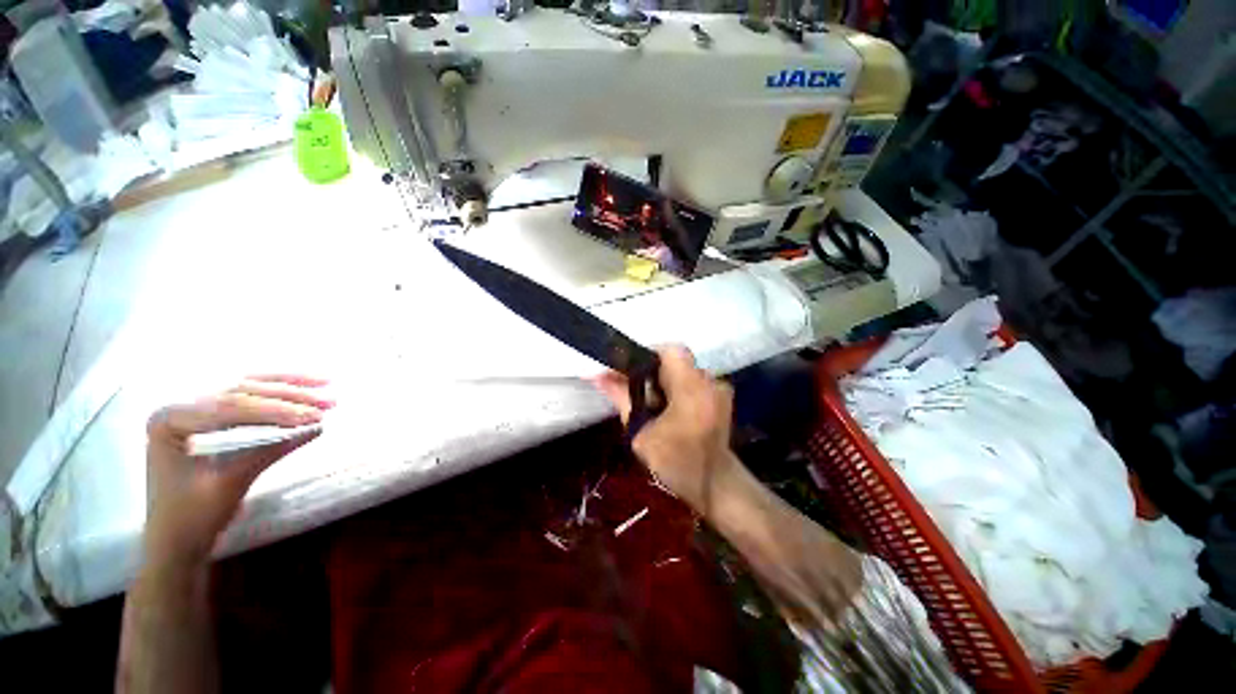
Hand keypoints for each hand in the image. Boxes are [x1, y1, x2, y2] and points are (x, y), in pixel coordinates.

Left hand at [144, 375, 332, 566]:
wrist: (175, 541)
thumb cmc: (191, 517)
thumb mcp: (229, 484)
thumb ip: (267, 450)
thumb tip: (314, 427)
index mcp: (169, 419)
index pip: (230, 408)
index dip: (277, 410)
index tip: (316, 416)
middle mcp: (180, 406)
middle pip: (242, 392)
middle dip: (289, 396)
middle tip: (329, 402)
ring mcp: (193, 408)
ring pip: (249, 388)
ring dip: (290, 387)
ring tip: (326, 384)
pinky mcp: (210, 416)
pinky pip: (248, 398)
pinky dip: (278, 393)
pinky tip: (304, 386)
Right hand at [594, 345, 738, 513]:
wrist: (716, 486)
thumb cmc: (676, 464)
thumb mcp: (642, 434)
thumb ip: (623, 399)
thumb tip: (599, 376)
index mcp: (692, 390)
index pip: (671, 350)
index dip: (648, 354)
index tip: (631, 371)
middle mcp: (710, 382)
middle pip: (677, 359)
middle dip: (653, 369)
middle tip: (636, 388)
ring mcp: (720, 389)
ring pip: (685, 369)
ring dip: (665, 378)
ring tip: (651, 400)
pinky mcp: (722, 397)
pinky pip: (694, 380)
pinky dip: (678, 387)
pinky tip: (669, 407)